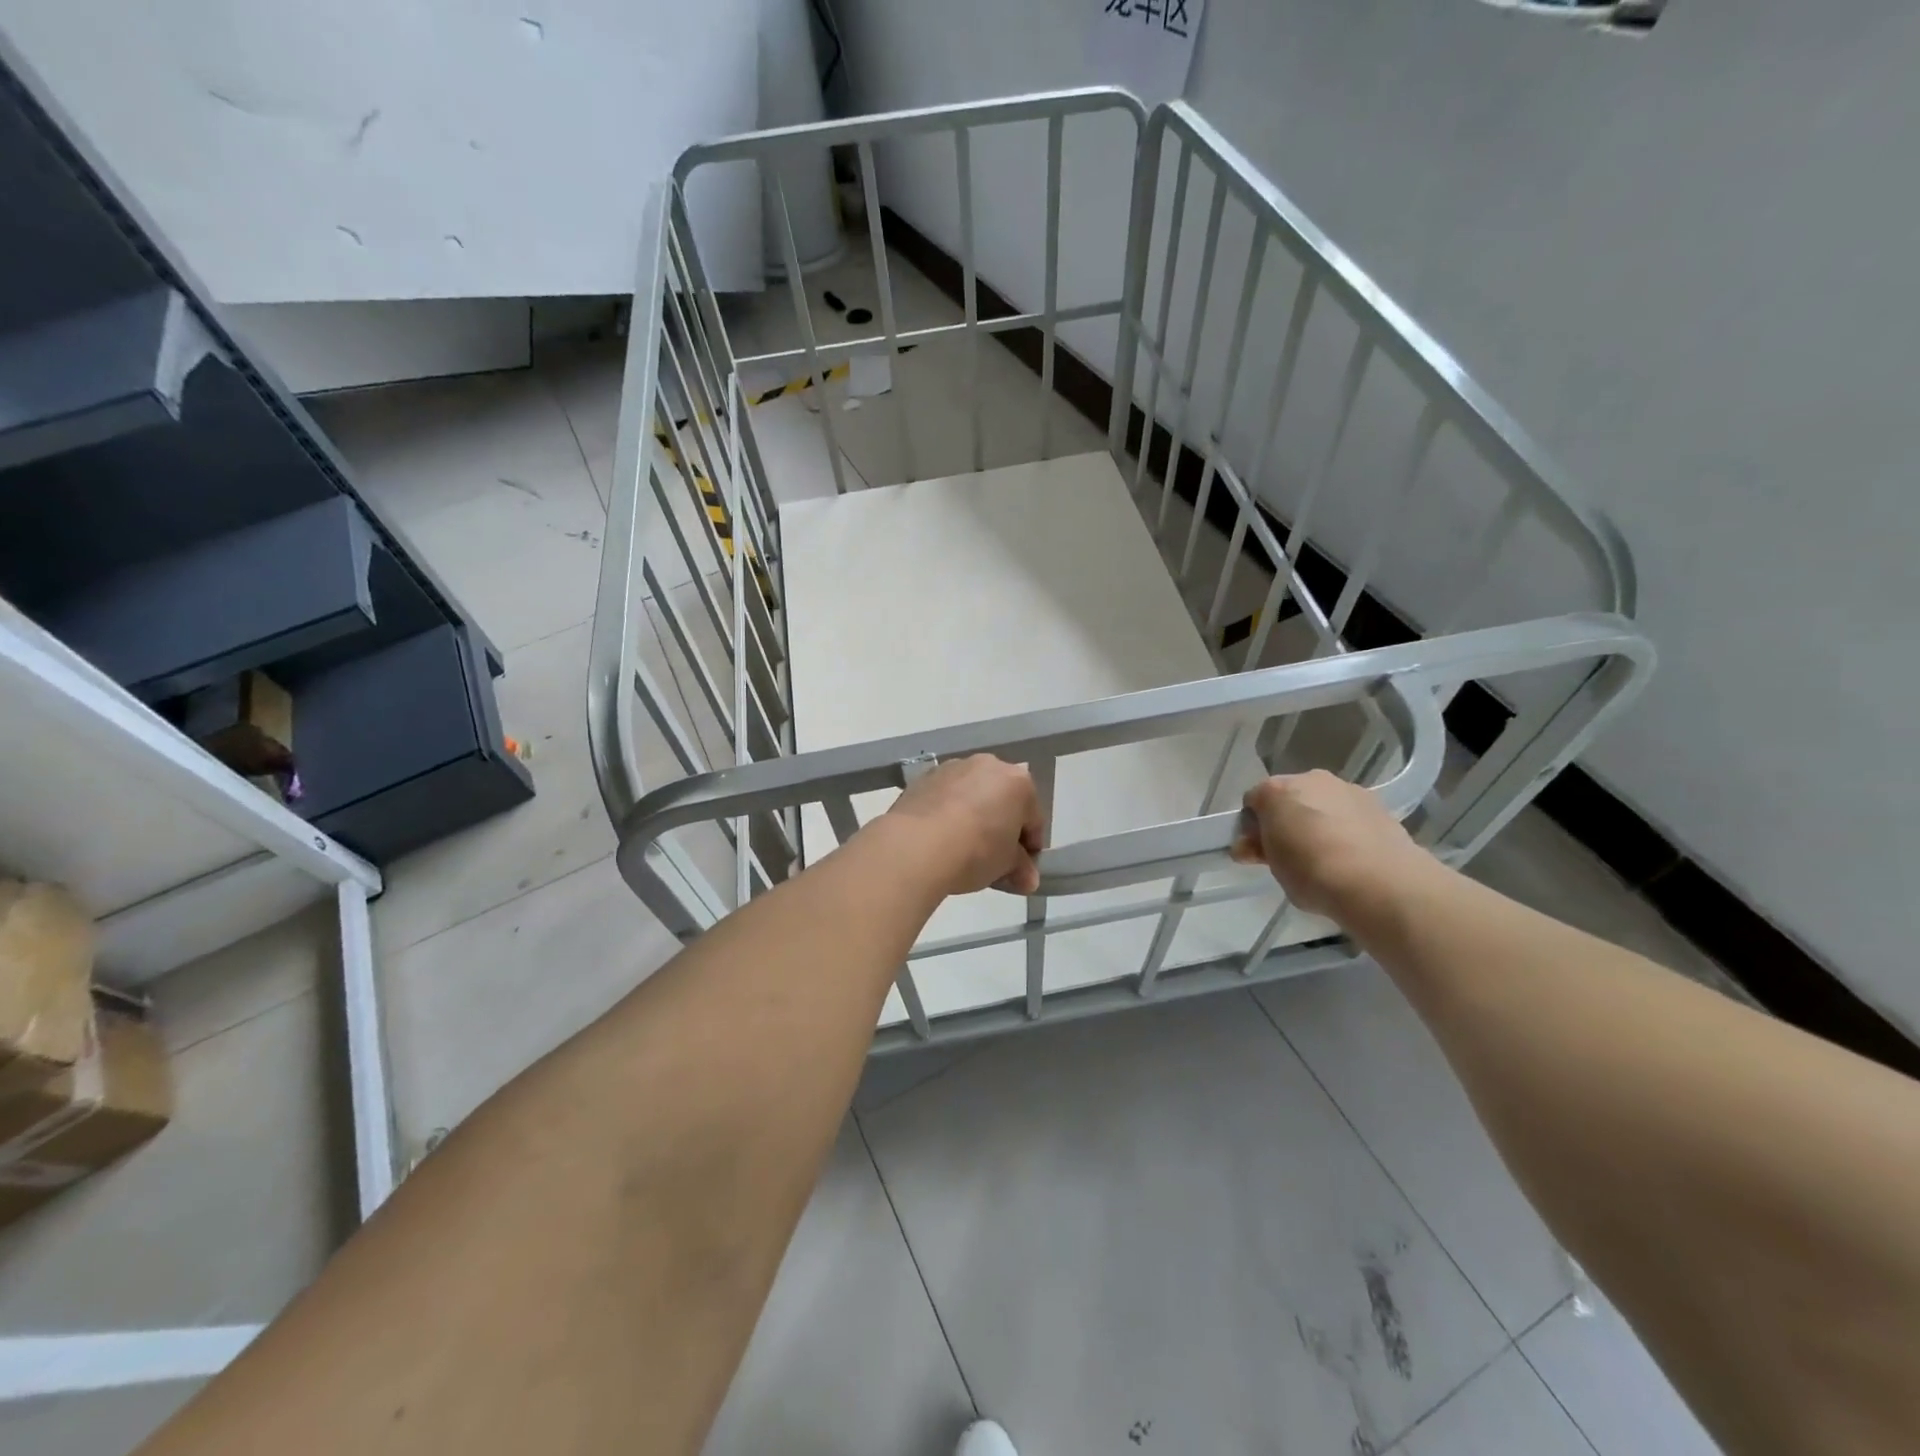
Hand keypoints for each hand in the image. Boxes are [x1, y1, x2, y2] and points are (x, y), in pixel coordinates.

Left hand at [876, 755, 1045, 896]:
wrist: (916, 845)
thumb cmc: (976, 851)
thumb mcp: (1006, 866)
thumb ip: (1021, 868)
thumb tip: (1028, 879)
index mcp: (1018, 782)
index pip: (1033, 819)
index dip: (1030, 848)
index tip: (1021, 869)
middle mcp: (988, 765)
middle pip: (1002, 800)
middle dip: (1001, 827)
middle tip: (994, 859)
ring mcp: (953, 767)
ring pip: (972, 794)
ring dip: (973, 816)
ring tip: (962, 848)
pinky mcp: (924, 777)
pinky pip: (945, 797)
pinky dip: (947, 812)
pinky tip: (940, 838)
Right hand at [1230, 770, 1433, 920]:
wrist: (1378, 881)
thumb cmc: (1311, 871)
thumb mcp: (1273, 866)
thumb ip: (1260, 850)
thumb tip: (1249, 846)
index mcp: (1275, 790)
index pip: (1253, 802)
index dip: (1252, 827)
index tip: (1258, 852)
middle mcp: (1309, 779)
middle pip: (1288, 797)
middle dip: (1286, 820)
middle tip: (1289, 855)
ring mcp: (1346, 789)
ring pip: (1321, 802)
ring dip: (1317, 821)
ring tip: (1326, 857)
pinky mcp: (1377, 803)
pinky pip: (1349, 813)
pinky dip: (1345, 827)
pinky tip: (1351, 855)